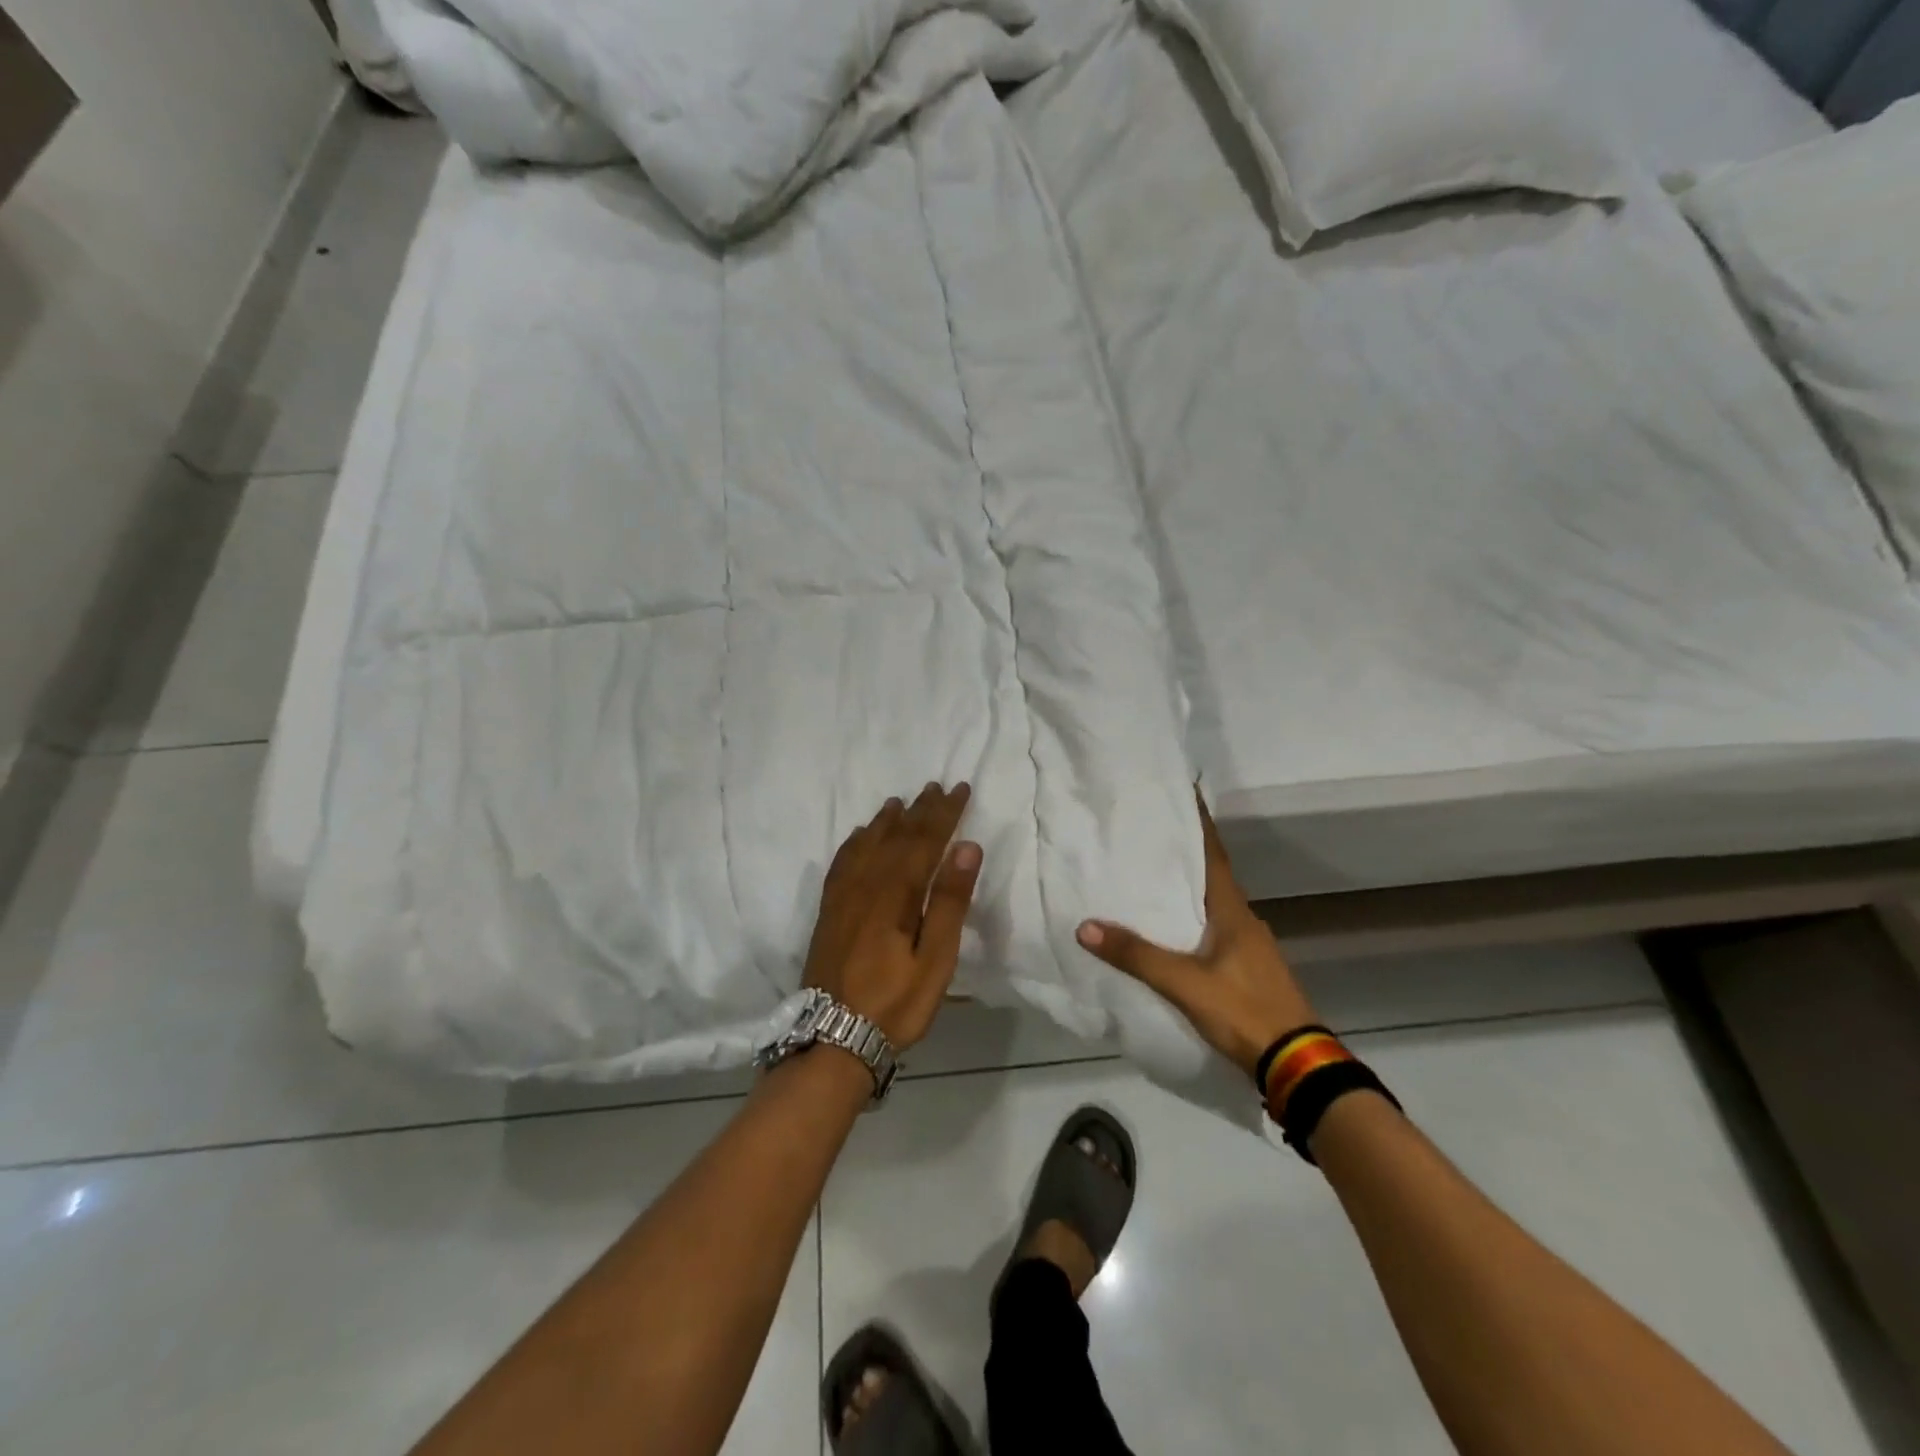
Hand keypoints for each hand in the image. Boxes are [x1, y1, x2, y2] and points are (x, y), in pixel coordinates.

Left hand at [803, 783, 982, 1050]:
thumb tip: (966, 847)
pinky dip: (855, 842)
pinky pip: (842, 862)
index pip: (924, 841)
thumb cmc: (895, 1004)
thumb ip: (950, 902)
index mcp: (896, 894)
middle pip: (896, 837)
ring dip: (887, 821)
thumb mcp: (935, 960)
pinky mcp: (828, 911)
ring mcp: (842, 897)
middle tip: (936, 787)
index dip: (944, 813)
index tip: (959, 789)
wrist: (832, 1039)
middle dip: (919, 810)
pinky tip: (860, 837)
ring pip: (867, 844)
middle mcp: (866, 885)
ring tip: (900, 802)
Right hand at [1077, 793, 1316, 1077]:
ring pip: (1212, 905)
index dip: (1199, 824)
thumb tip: (1085, 926)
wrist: (1296, 1064)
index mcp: (1234, 910)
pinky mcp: (1247, 970)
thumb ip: (1137, 956)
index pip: (1214, 855)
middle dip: (1184, 853)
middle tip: (1149, 834)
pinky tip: (1170, 931)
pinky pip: (1213, 930)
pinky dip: (1191, 920)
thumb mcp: (1185, 983)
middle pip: (1211, 876)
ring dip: (1186, 889)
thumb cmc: (1244, 1010)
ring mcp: (1249, 946)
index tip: (1185, 793)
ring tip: (1150, 878)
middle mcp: (1244, 919)